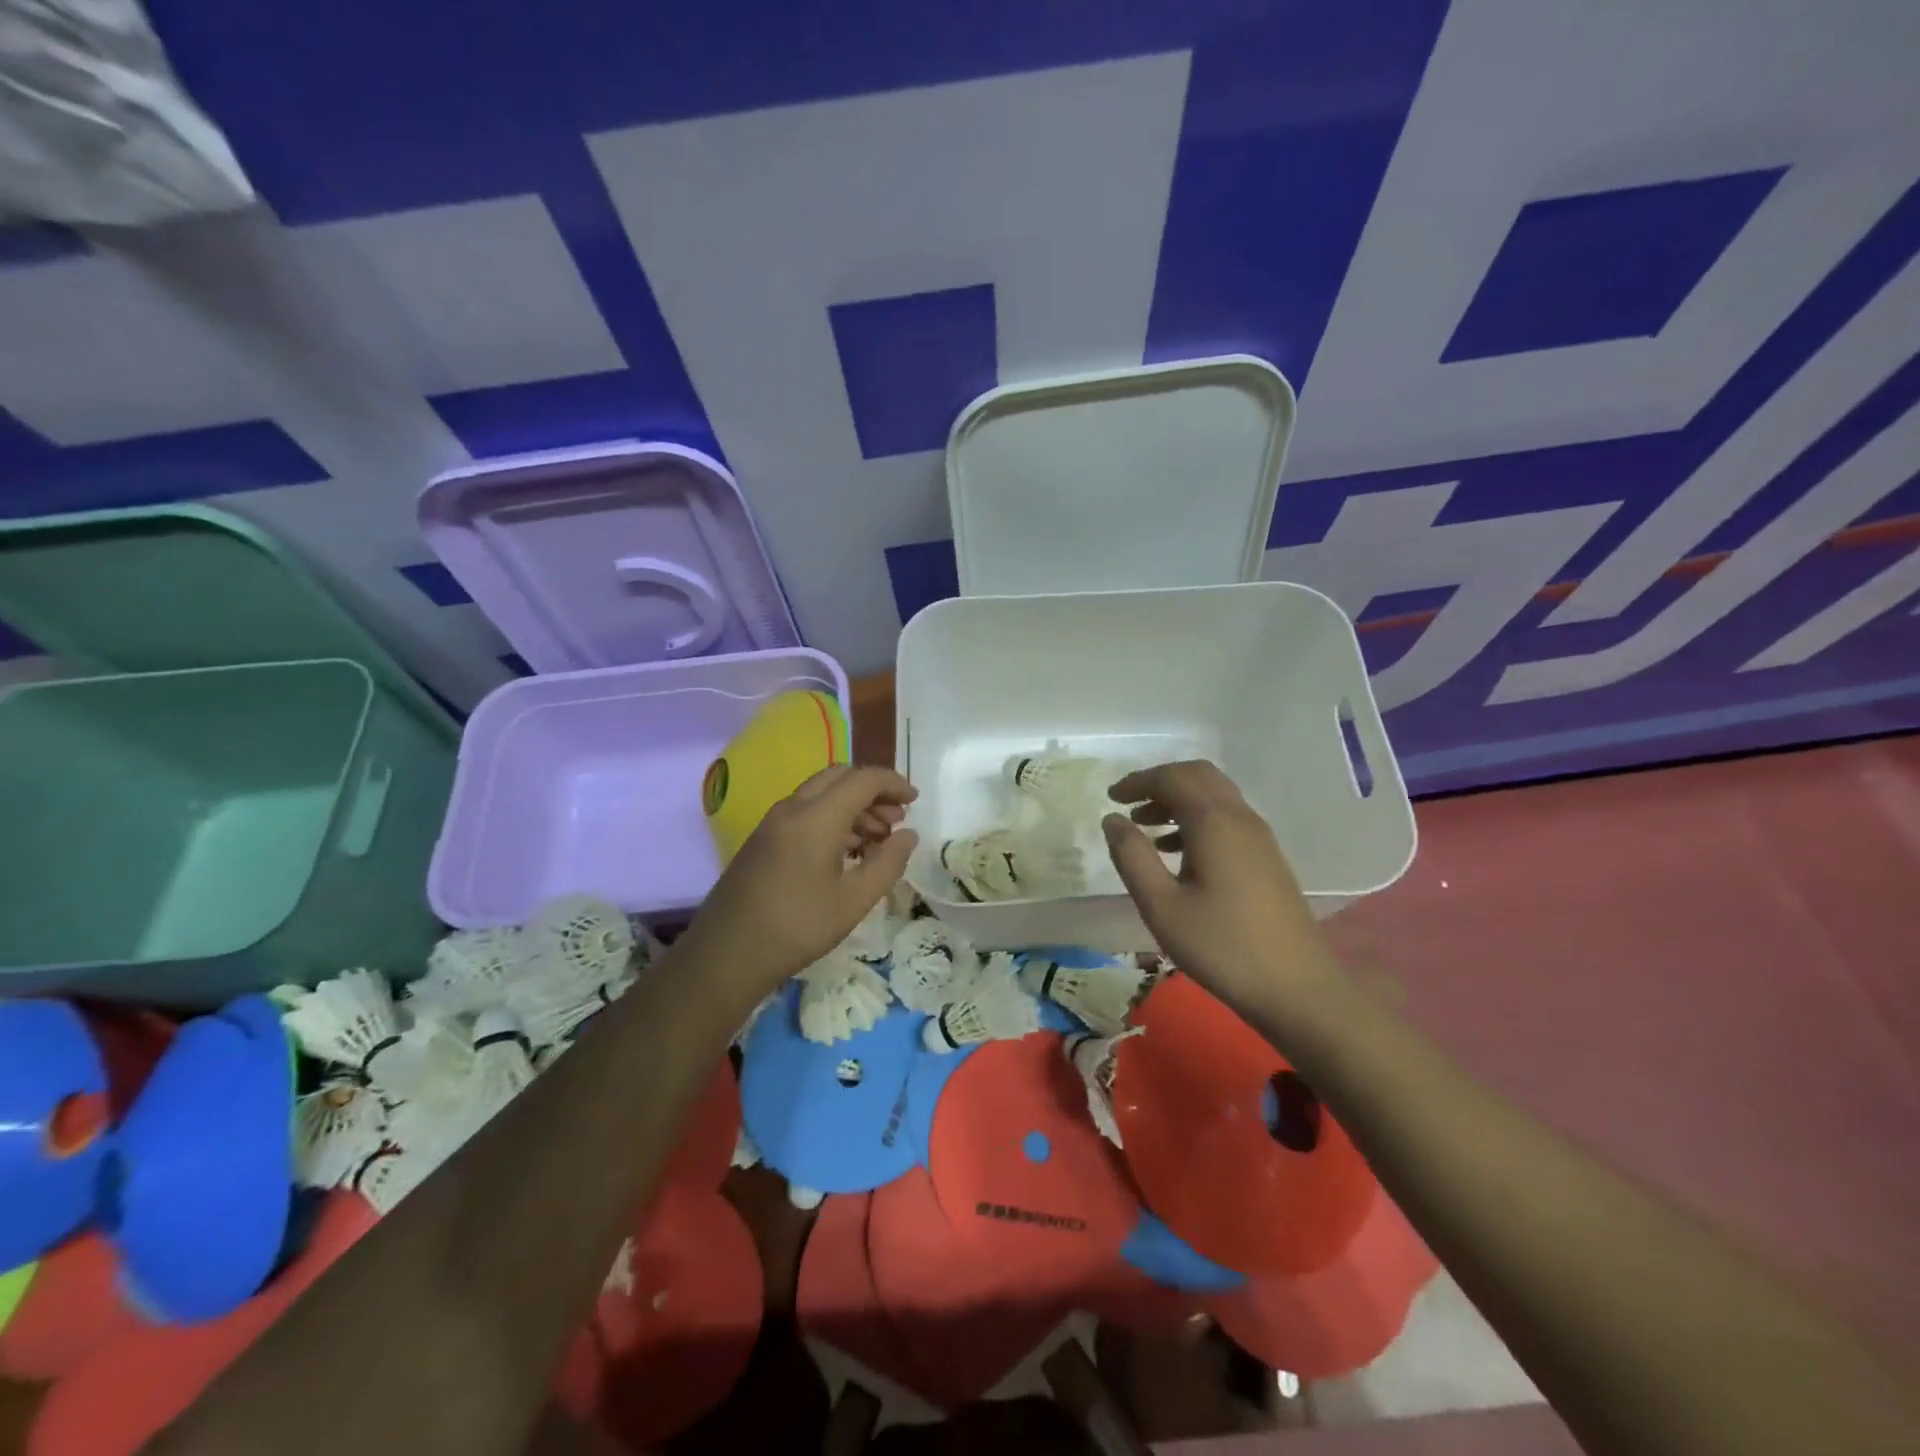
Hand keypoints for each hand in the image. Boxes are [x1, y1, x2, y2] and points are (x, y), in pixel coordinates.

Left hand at [681, 765, 918, 1004]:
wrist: (726, 954)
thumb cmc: (797, 927)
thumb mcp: (854, 901)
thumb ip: (888, 863)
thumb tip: (909, 835)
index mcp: (817, 817)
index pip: (862, 779)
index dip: (893, 784)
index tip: (915, 801)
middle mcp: (792, 808)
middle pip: (839, 778)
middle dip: (872, 791)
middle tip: (896, 820)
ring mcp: (773, 823)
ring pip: (821, 795)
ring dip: (853, 806)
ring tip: (877, 840)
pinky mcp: (763, 840)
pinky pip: (805, 812)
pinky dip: (832, 819)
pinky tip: (847, 852)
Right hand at [1103, 761, 1343, 1021]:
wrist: (1297, 988)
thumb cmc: (1221, 946)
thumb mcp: (1161, 905)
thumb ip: (1132, 857)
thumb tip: (1112, 819)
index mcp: (1214, 823)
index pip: (1172, 778)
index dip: (1138, 781)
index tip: (1110, 797)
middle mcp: (1240, 818)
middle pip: (1198, 776)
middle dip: (1160, 782)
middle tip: (1129, 803)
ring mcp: (1259, 837)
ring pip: (1215, 796)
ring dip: (1178, 799)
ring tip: (1146, 828)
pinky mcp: (1267, 857)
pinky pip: (1227, 817)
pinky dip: (1197, 818)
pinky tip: (1178, 853)